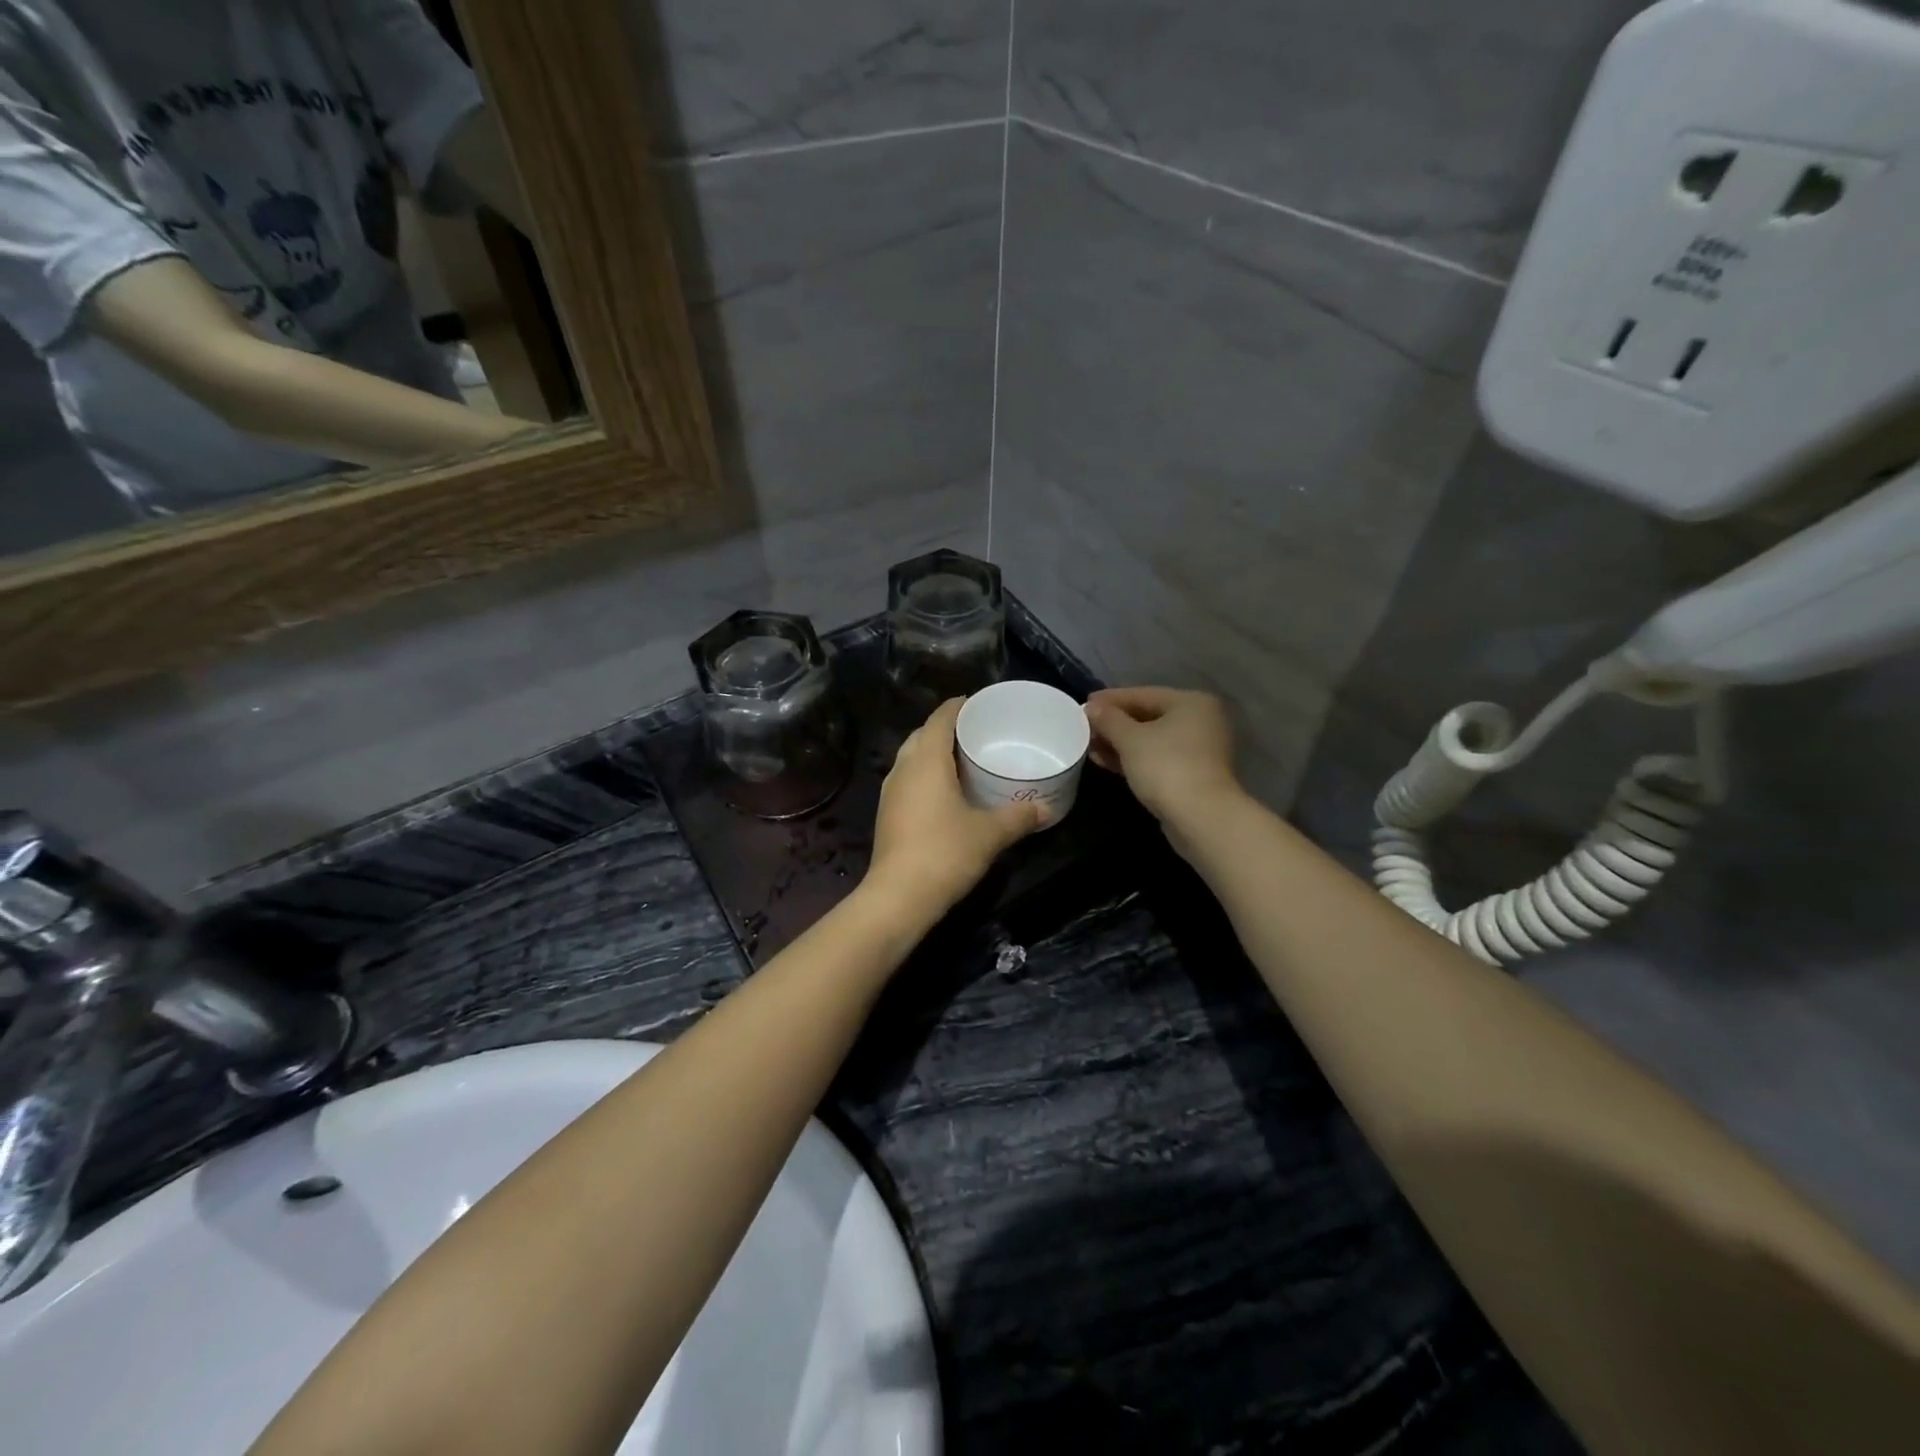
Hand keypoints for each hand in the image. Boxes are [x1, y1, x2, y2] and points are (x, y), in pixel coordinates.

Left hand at [864, 698, 1044, 918]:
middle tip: (976, 733)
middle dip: (946, 729)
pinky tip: (945, 793)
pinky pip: (907, 780)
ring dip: (933, 753)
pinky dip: (925, 776)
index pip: (940, 718)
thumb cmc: (946, 853)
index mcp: (926, 760)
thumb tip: (1045, 809)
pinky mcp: (887, 814)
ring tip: (963, 760)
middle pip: (923, 735)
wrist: (899, 896)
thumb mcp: (990, 833)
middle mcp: (903, 768)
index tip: (978, 704)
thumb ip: (1018, 816)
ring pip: (911, 758)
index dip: (958, 706)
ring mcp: (890, 792)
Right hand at [1084, 687, 1243, 834]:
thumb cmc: (1166, 766)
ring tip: (1090, 746)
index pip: (1142, 694)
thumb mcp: (1130, 739)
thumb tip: (1091, 707)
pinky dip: (1133, 758)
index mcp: (1190, 702)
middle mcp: (1199, 720)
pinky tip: (1106, 762)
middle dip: (1114, 724)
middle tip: (1084, 727)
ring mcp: (1198, 749)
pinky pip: (1156, 758)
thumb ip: (1108, 719)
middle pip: (1148, 716)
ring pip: (1151, 740)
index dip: (1110, 699)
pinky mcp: (1192, 774)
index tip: (1084, 703)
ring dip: (1120, 743)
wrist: (1201, 817)